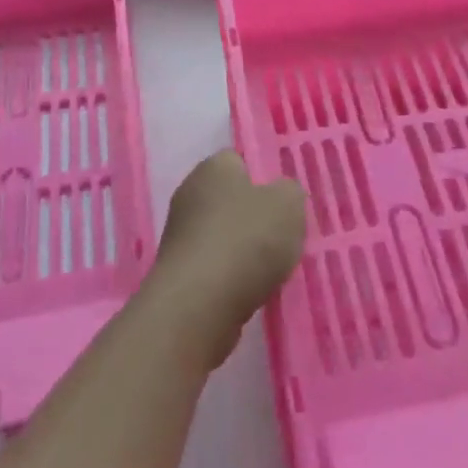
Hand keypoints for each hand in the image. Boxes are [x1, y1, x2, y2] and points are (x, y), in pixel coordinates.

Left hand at [143, 150, 306, 368]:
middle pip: (230, 199)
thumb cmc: (246, 241)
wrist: (199, 306)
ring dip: (243, 249)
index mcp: (212, 168)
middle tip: (282, 235)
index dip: (263, 178)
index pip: (238, 161)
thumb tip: (280, 195)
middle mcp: (189, 195)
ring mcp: (179, 235)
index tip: (283, 202)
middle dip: (254, 216)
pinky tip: (249, 290)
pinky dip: (231, 276)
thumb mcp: (288, 205)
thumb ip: (290, 192)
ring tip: (269, 269)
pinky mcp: (178, 272)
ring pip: (222, 234)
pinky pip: (214, 266)